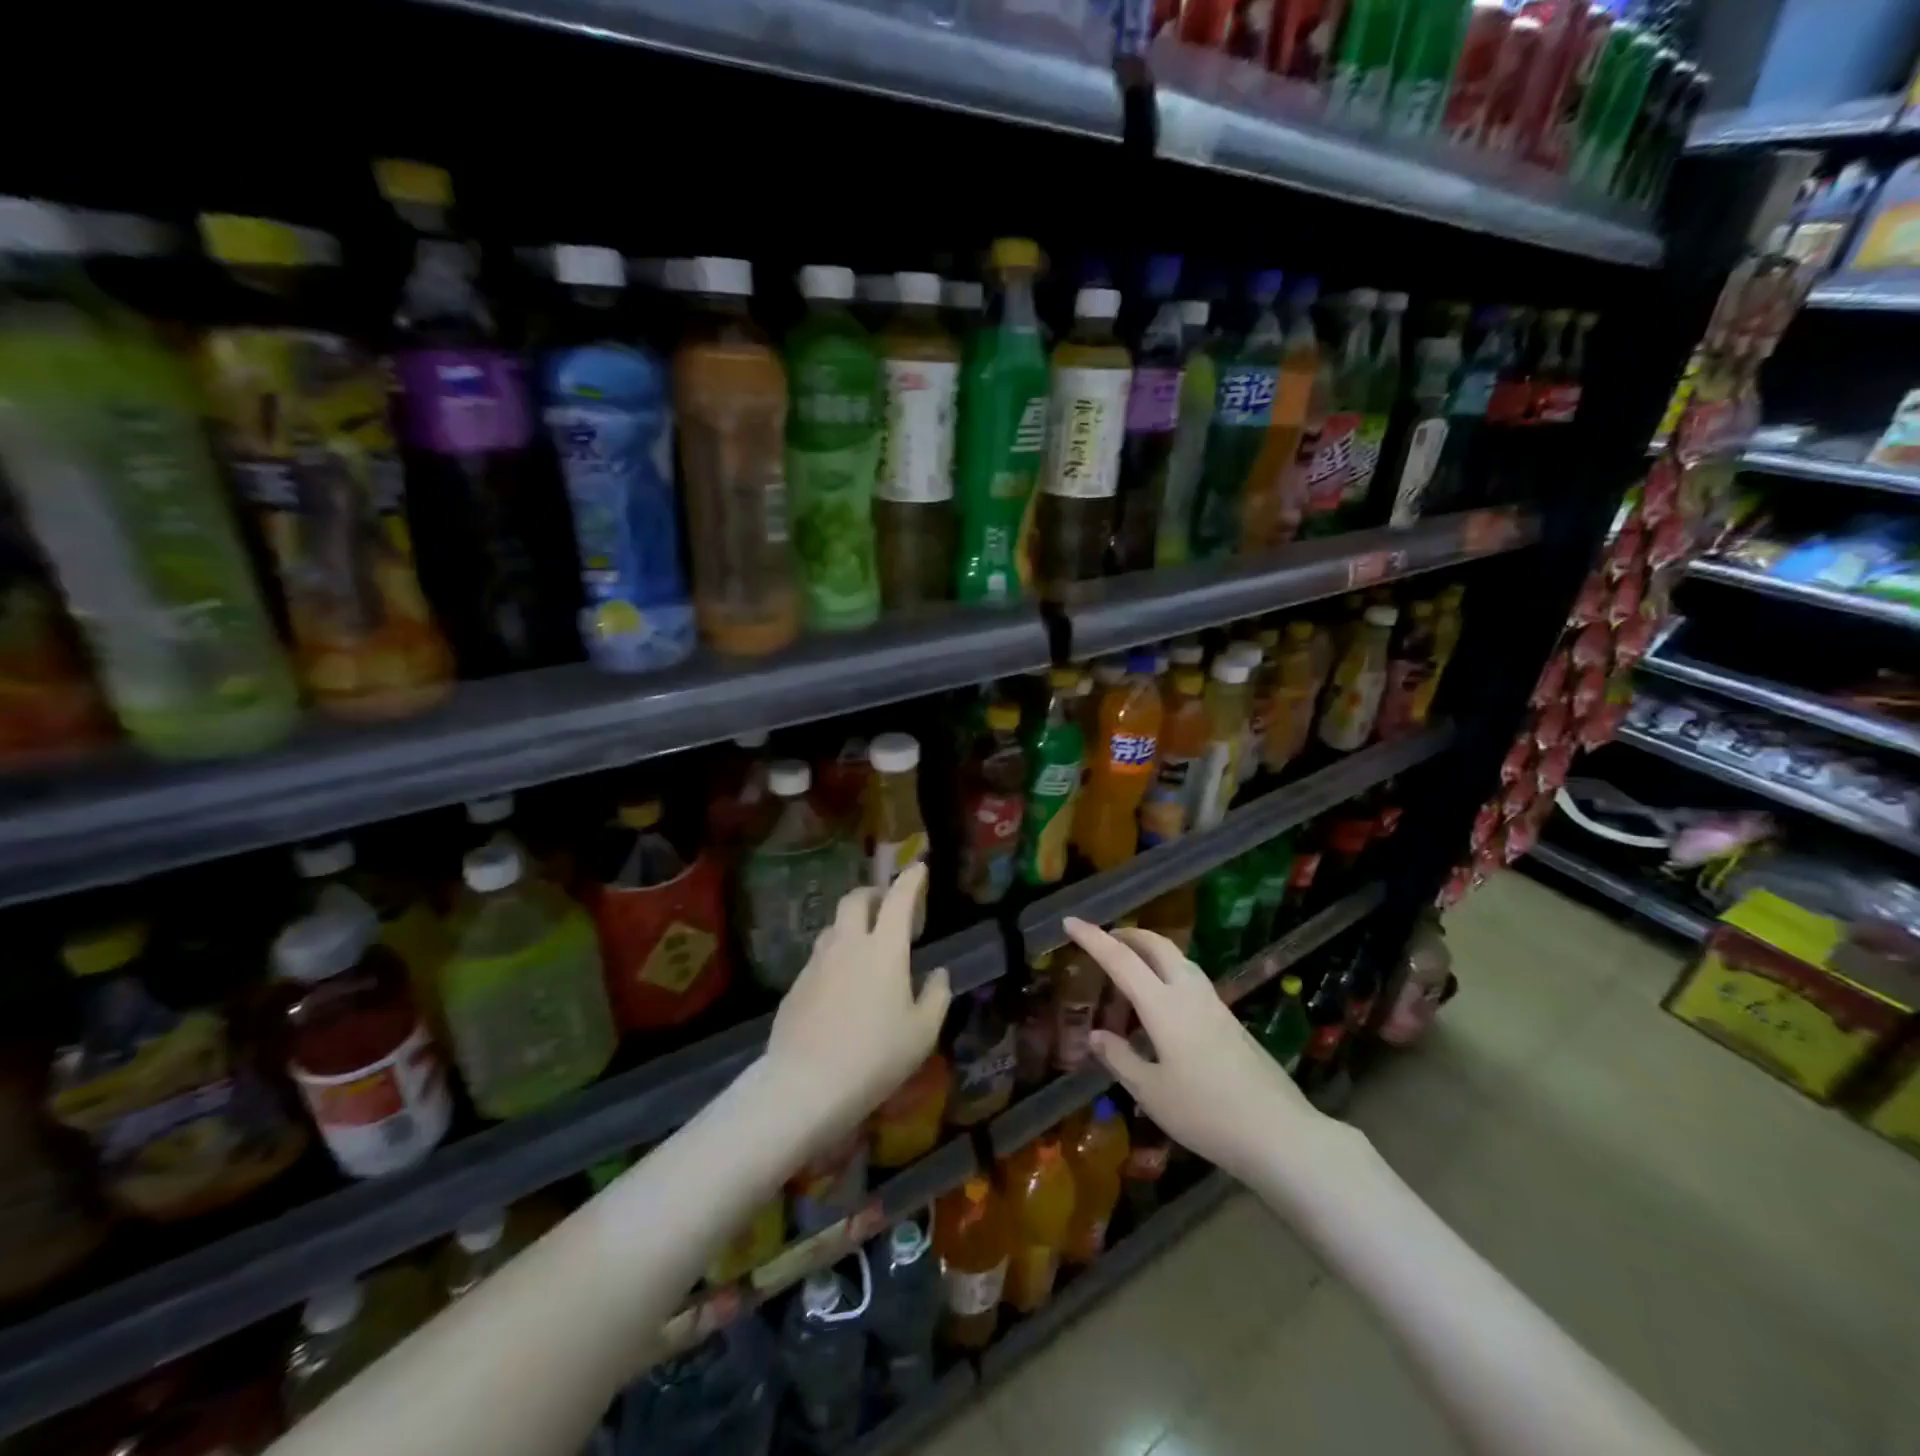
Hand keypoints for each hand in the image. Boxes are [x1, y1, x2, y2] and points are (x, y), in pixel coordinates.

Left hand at [764, 864, 950, 1141]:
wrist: (806, 1084)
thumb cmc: (875, 1056)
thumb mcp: (922, 1033)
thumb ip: (936, 996)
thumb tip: (939, 973)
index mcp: (884, 949)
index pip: (898, 900)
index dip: (910, 880)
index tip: (918, 867)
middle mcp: (848, 945)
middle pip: (855, 900)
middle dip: (872, 893)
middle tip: (885, 904)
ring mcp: (817, 963)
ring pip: (833, 927)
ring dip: (850, 924)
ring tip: (862, 944)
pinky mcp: (796, 985)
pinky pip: (818, 958)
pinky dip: (833, 957)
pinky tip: (839, 984)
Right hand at [1073, 918, 1321, 1180]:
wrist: (1279, 1133)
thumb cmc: (1206, 1114)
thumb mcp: (1151, 1093)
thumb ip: (1120, 1059)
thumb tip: (1096, 1035)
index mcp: (1163, 1006)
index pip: (1121, 960)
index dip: (1093, 938)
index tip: (1070, 921)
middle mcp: (1189, 993)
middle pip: (1157, 945)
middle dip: (1128, 934)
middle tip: (1104, 939)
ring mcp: (1214, 1004)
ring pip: (1178, 958)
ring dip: (1150, 950)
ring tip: (1130, 964)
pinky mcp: (1229, 1020)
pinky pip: (1190, 978)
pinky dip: (1167, 971)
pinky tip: (1162, 1002)